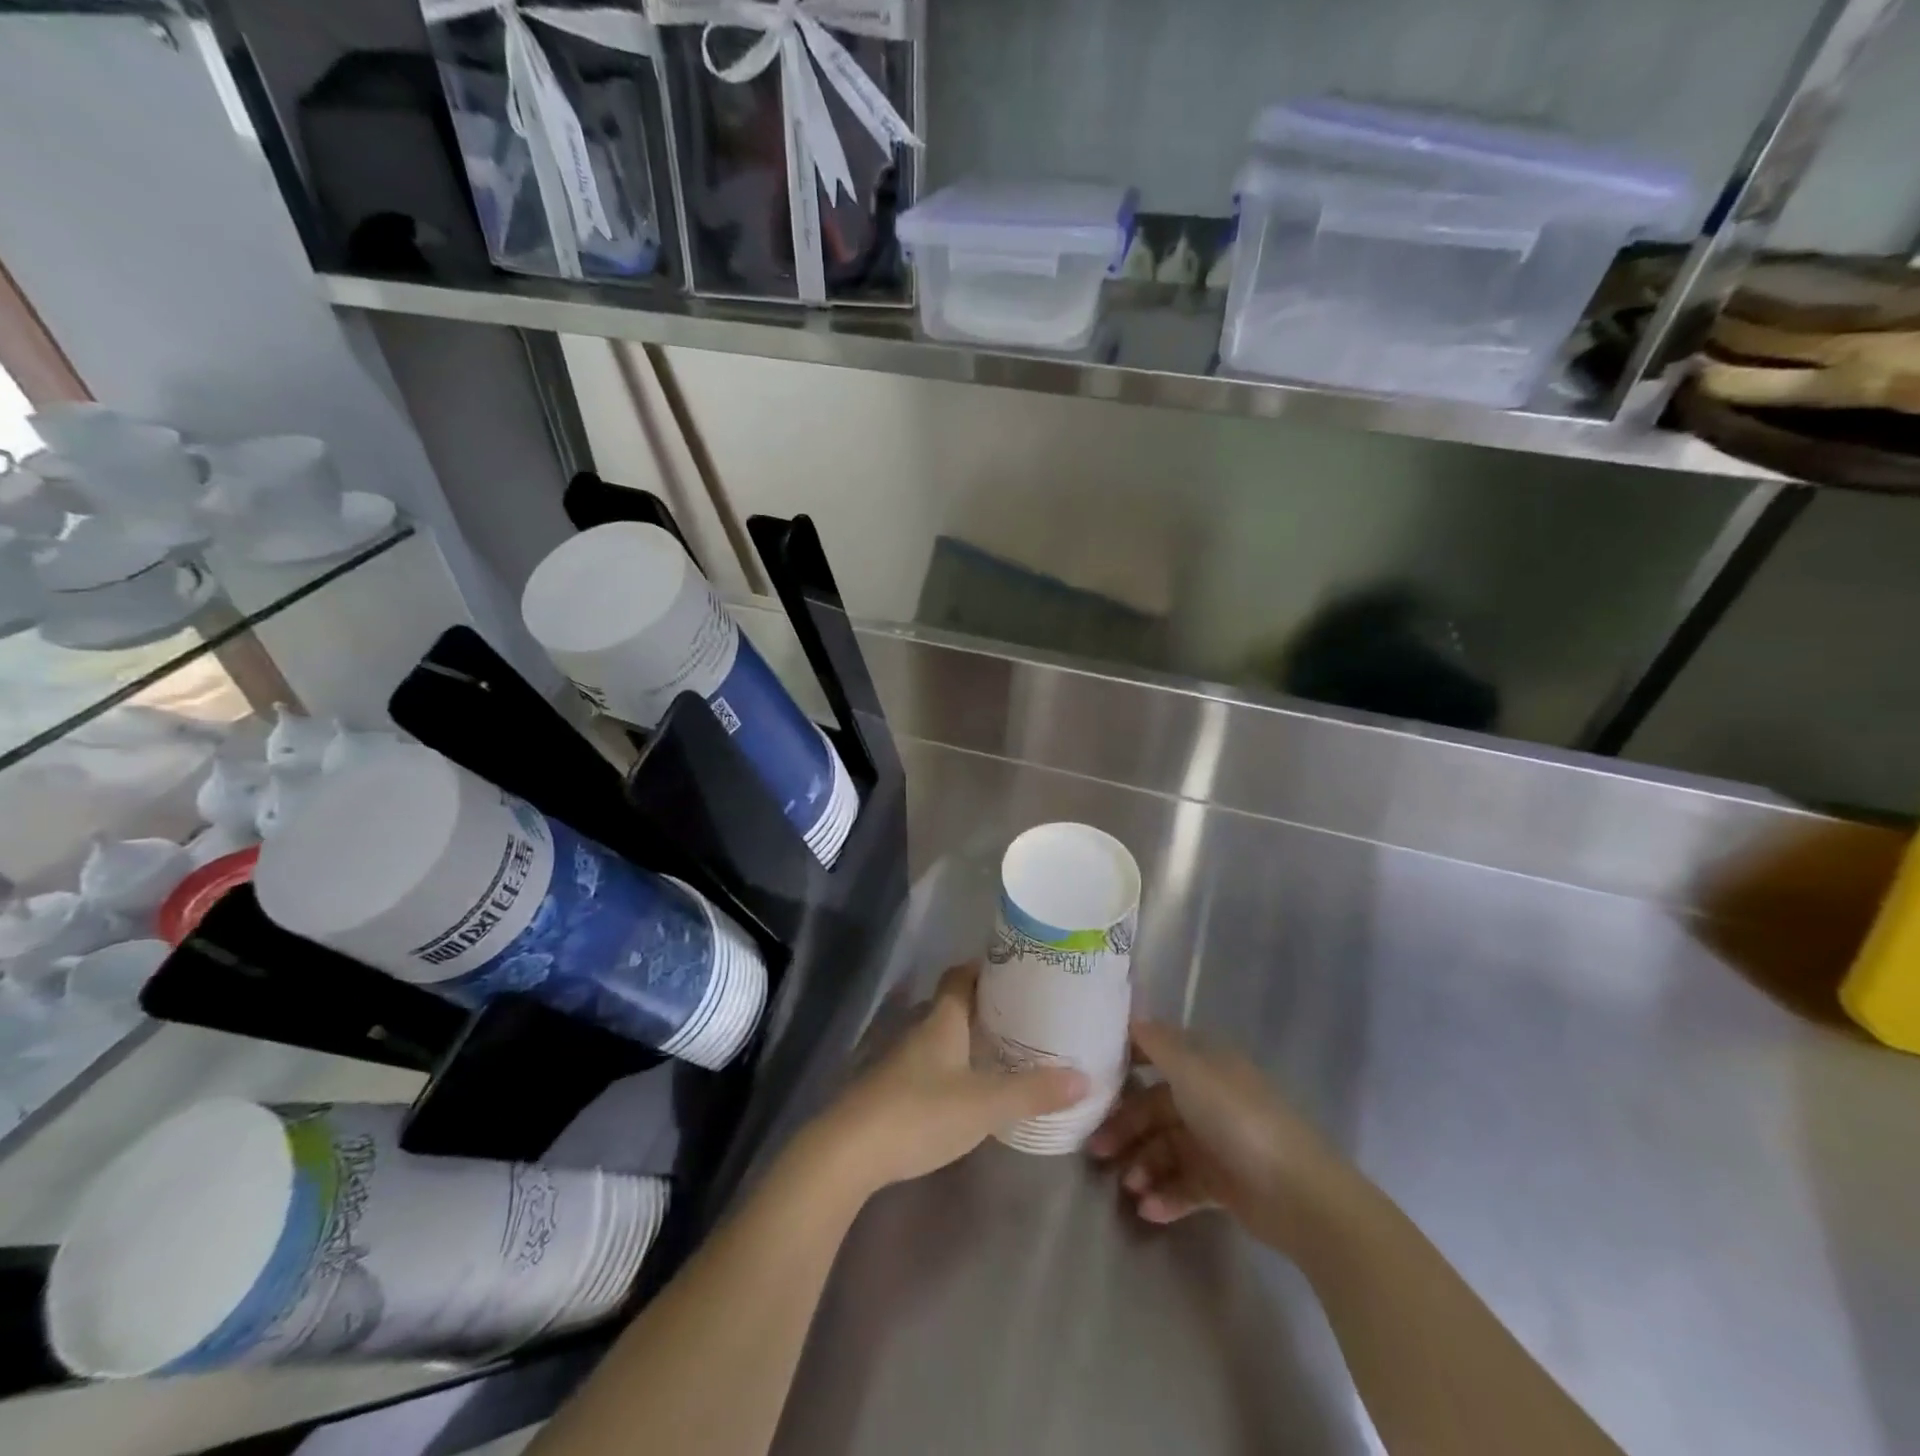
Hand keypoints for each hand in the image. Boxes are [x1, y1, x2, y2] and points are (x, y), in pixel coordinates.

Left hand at [811, 963, 1088, 1196]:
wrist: (848, 1152)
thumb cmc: (920, 1112)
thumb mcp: (985, 1104)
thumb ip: (1033, 1091)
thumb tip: (1084, 1077)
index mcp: (942, 1018)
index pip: (961, 975)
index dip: (986, 969)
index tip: (1018, 973)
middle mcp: (920, 1029)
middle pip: (953, 1004)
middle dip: (986, 1006)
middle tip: (1025, 1015)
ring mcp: (901, 1059)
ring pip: (941, 1035)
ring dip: (969, 1038)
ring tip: (1006, 1051)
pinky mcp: (891, 1088)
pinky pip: (930, 1063)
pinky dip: (953, 1066)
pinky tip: (970, 1088)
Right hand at [1088, 1019, 1346, 1249]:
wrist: (1299, 1195)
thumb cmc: (1238, 1121)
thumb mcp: (1192, 1073)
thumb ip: (1158, 1044)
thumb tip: (1131, 1016)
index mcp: (1204, 1065)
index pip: (1156, 1053)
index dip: (1125, 1062)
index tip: (1090, 1077)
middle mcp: (1208, 1097)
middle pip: (1154, 1106)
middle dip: (1125, 1127)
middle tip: (1096, 1151)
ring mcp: (1216, 1141)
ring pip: (1165, 1148)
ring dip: (1143, 1166)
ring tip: (1130, 1189)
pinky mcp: (1223, 1182)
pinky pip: (1184, 1184)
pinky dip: (1166, 1195)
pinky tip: (1150, 1210)